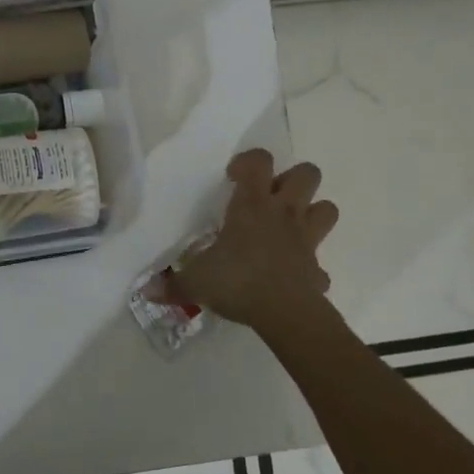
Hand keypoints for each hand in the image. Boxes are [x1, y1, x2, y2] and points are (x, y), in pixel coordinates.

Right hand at [169, 149, 338, 332]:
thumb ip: (172, 284)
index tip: (233, 177)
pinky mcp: (318, 269)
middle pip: (307, 174)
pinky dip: (309, 267)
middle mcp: (284, 213)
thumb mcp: (196, 281)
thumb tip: (147, 290)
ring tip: (288, 228)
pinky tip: (293, 276)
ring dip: (312, 213)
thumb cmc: (237, 281)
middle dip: (293, 179)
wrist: (285, 313)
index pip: (258, 161)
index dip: (248, 161)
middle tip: (270, 198)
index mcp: (252, 205)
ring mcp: (306, 239)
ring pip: (327, 209)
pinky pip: (320, 263)